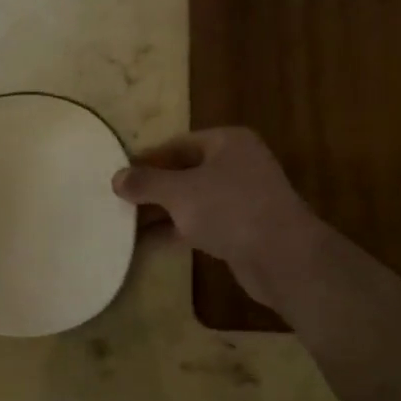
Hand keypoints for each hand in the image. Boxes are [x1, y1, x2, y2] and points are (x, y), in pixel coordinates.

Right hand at [112, 127, 322, 309]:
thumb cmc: (230, 210)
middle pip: (186, 171)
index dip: (147, 159)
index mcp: (228, 142)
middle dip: (153, 187)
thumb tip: (117, 177)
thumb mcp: (180, 192)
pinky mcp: (244, 228)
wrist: (283, 257)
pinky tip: (151, 242)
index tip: (119, 175)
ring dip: (163, 211)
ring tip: (126, 222)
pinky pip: (204, 223)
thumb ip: (147, 183)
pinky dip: (179, 229)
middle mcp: (238, 164)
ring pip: (194, 199)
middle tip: (119, 200)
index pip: (178, 144)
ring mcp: (244, 197)